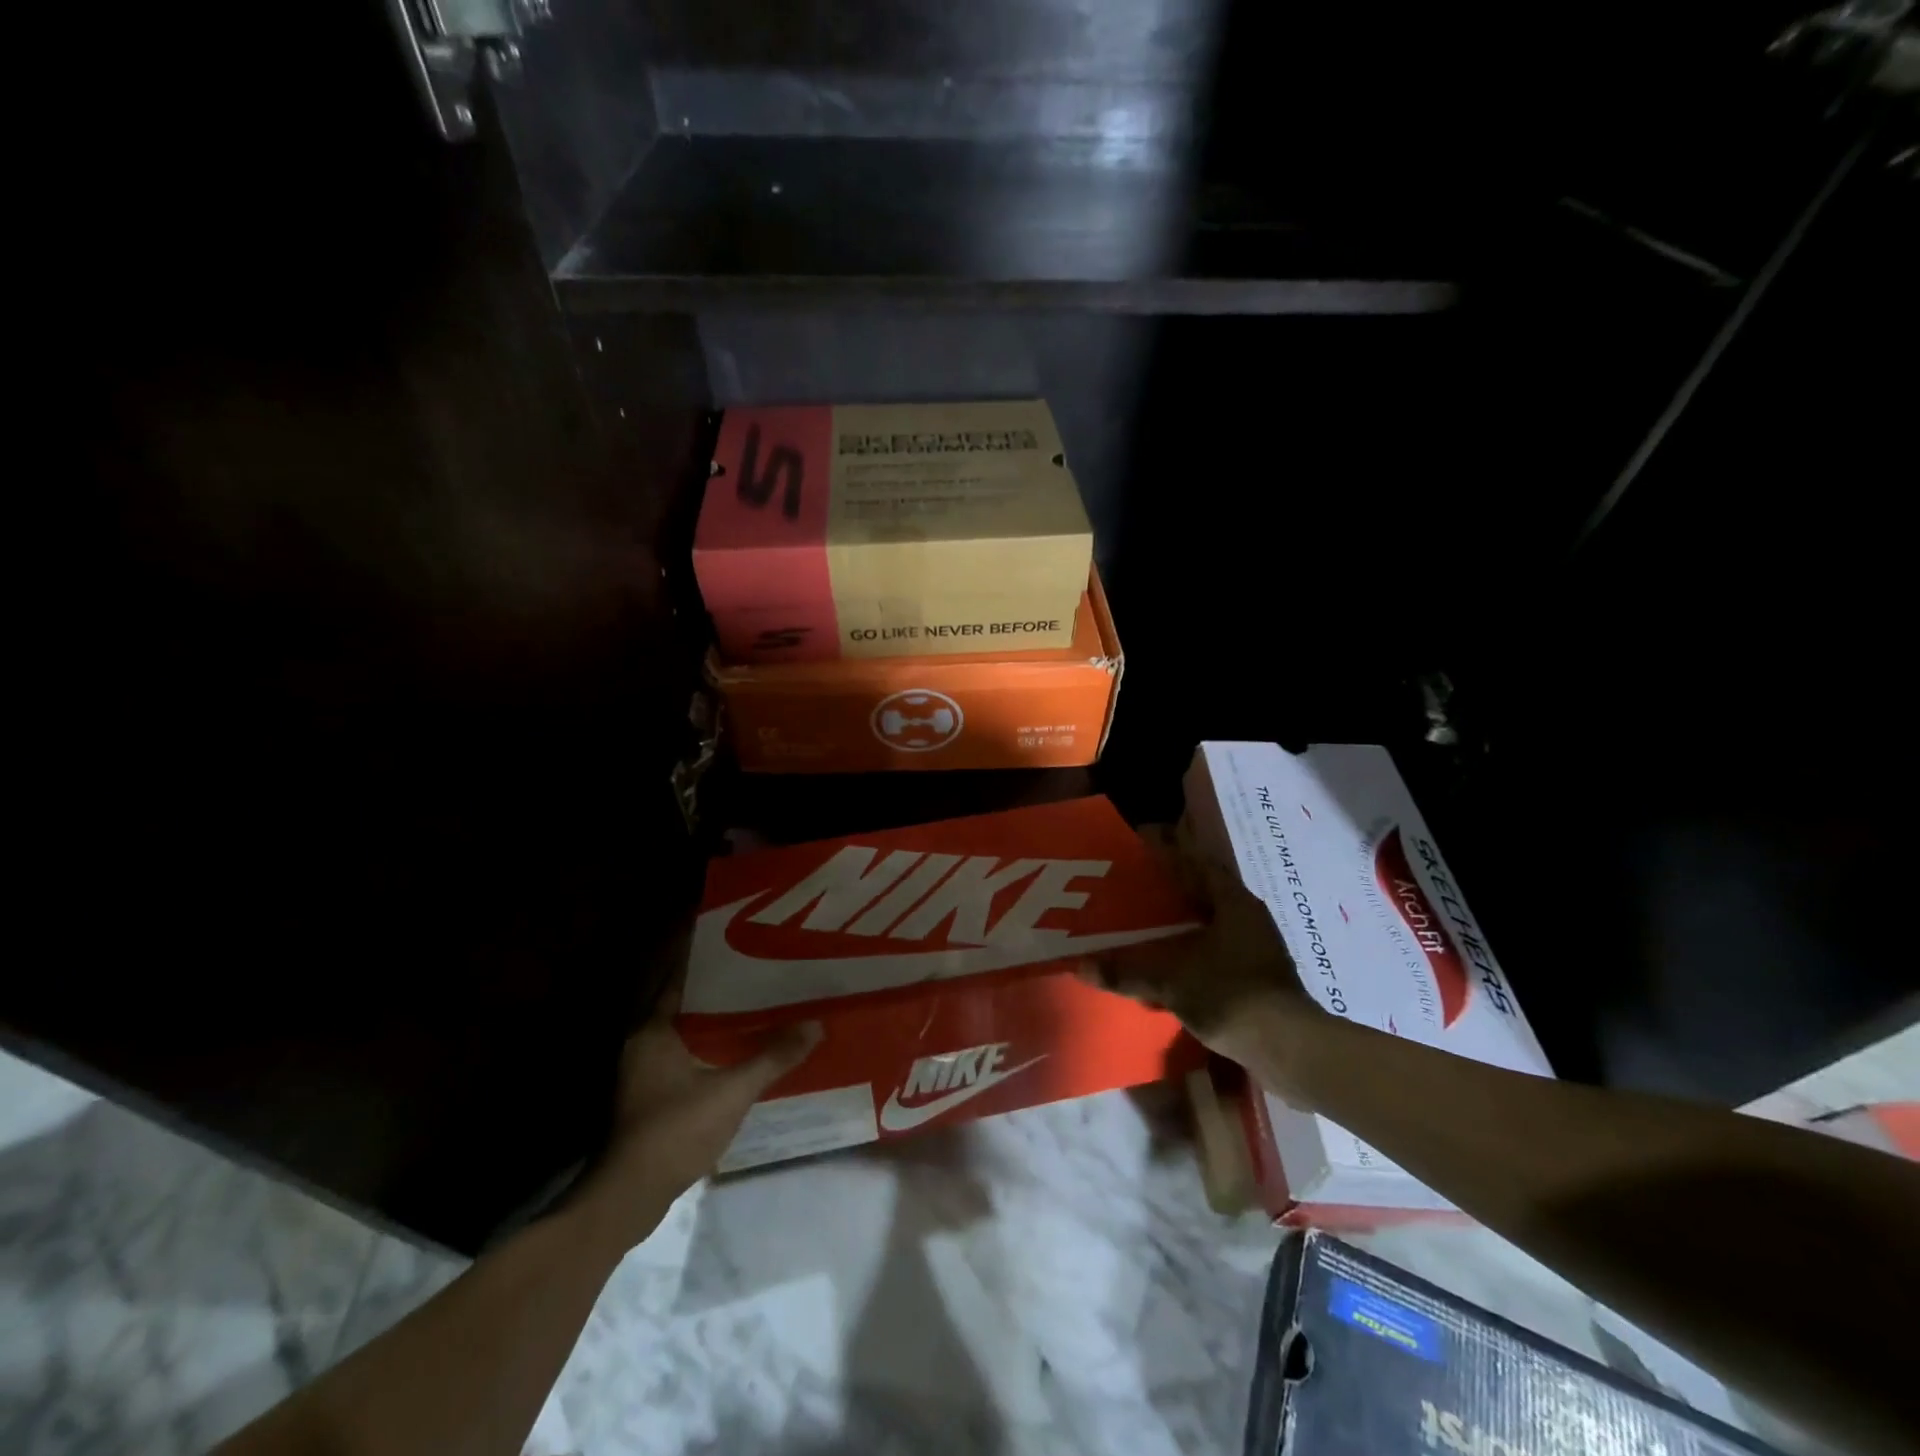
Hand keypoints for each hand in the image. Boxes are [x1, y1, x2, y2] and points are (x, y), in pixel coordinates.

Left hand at [573, 975, 820, 1249]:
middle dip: (718, 988)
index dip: (706, 958)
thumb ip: (773, 1057)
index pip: (680, 977)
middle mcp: (644, 1042)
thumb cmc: (675, 1130)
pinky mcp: (650, 1096)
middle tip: (757, 969)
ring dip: (714, 1019)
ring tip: (756, 1003)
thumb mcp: (732, 1091)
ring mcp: (643, 1071)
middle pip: (685, 1002)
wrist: (630, 1196)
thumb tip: (815, 1025)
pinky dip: (709, 1046)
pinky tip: (738, 1049)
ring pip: (685, 1031)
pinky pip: (684, 1054)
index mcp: (654, 1029)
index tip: (736, 941)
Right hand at [1086, 823, 1318, 1068]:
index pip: (1199, 863)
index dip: (1171, 853)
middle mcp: (1249, 918)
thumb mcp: (1171, 981)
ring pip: (1213, 923)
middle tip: (1136, 888)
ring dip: (1184, 923)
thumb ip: (1126, 972)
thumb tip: (1081, 966)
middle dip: (1172, 890)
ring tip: (1147, 924)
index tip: (1142, 849)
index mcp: (1234, 902)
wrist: (1286, 1048)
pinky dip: (1194, 951)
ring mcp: (1259, 948)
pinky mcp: (1259, 977)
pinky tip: (1171, 964)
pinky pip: (1219, 951)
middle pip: (1206, 892)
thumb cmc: (1230, 995)